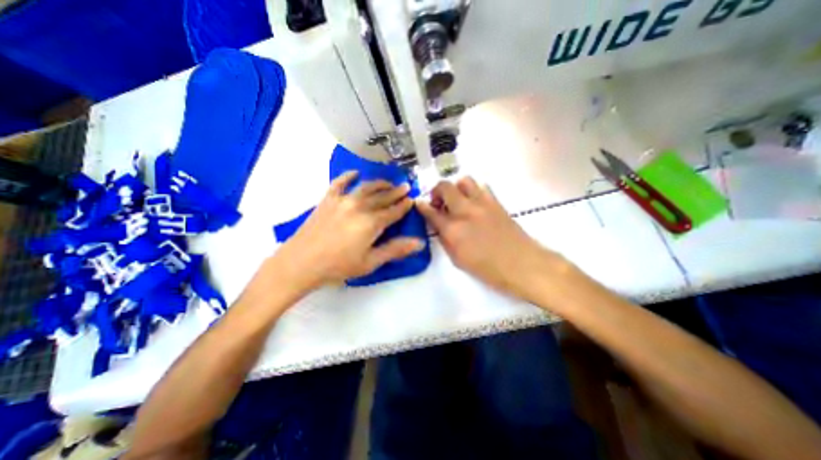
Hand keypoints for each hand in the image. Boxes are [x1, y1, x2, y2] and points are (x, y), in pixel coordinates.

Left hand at [275, 171, 426, 288]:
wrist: (301, 262)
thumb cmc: (338, 266)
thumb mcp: (370, 262)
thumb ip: (395, 249)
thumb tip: (419, 242)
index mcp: (372, 223)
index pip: (394, 211)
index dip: (404, 206)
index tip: (412, 199)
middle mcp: (360, 206)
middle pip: (382, 197)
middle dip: (396, 192)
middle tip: (405, 186)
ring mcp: (343, 200)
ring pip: (366, 187)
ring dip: (379, 184)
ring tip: (388, 182)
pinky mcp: (328, 200)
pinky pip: (340, 183)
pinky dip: (348, 176)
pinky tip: (355, 173)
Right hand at [417, 177, 565, 301]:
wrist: (522, 264)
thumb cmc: (488, 270)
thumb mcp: (458, 260)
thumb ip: (446, 240)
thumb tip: (440, 226)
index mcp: (453, 230)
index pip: (430, 212)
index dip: (421, 206)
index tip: (419, 203)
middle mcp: (465, 211)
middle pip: (445, 187)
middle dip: (436, 191)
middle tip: (438, 202)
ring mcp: (482, 204)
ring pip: (464, 181)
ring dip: (456, 188)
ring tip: (457, 200)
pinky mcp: (496, 202)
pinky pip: (481, 187)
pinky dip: (473, 191)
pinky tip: (474, 203)